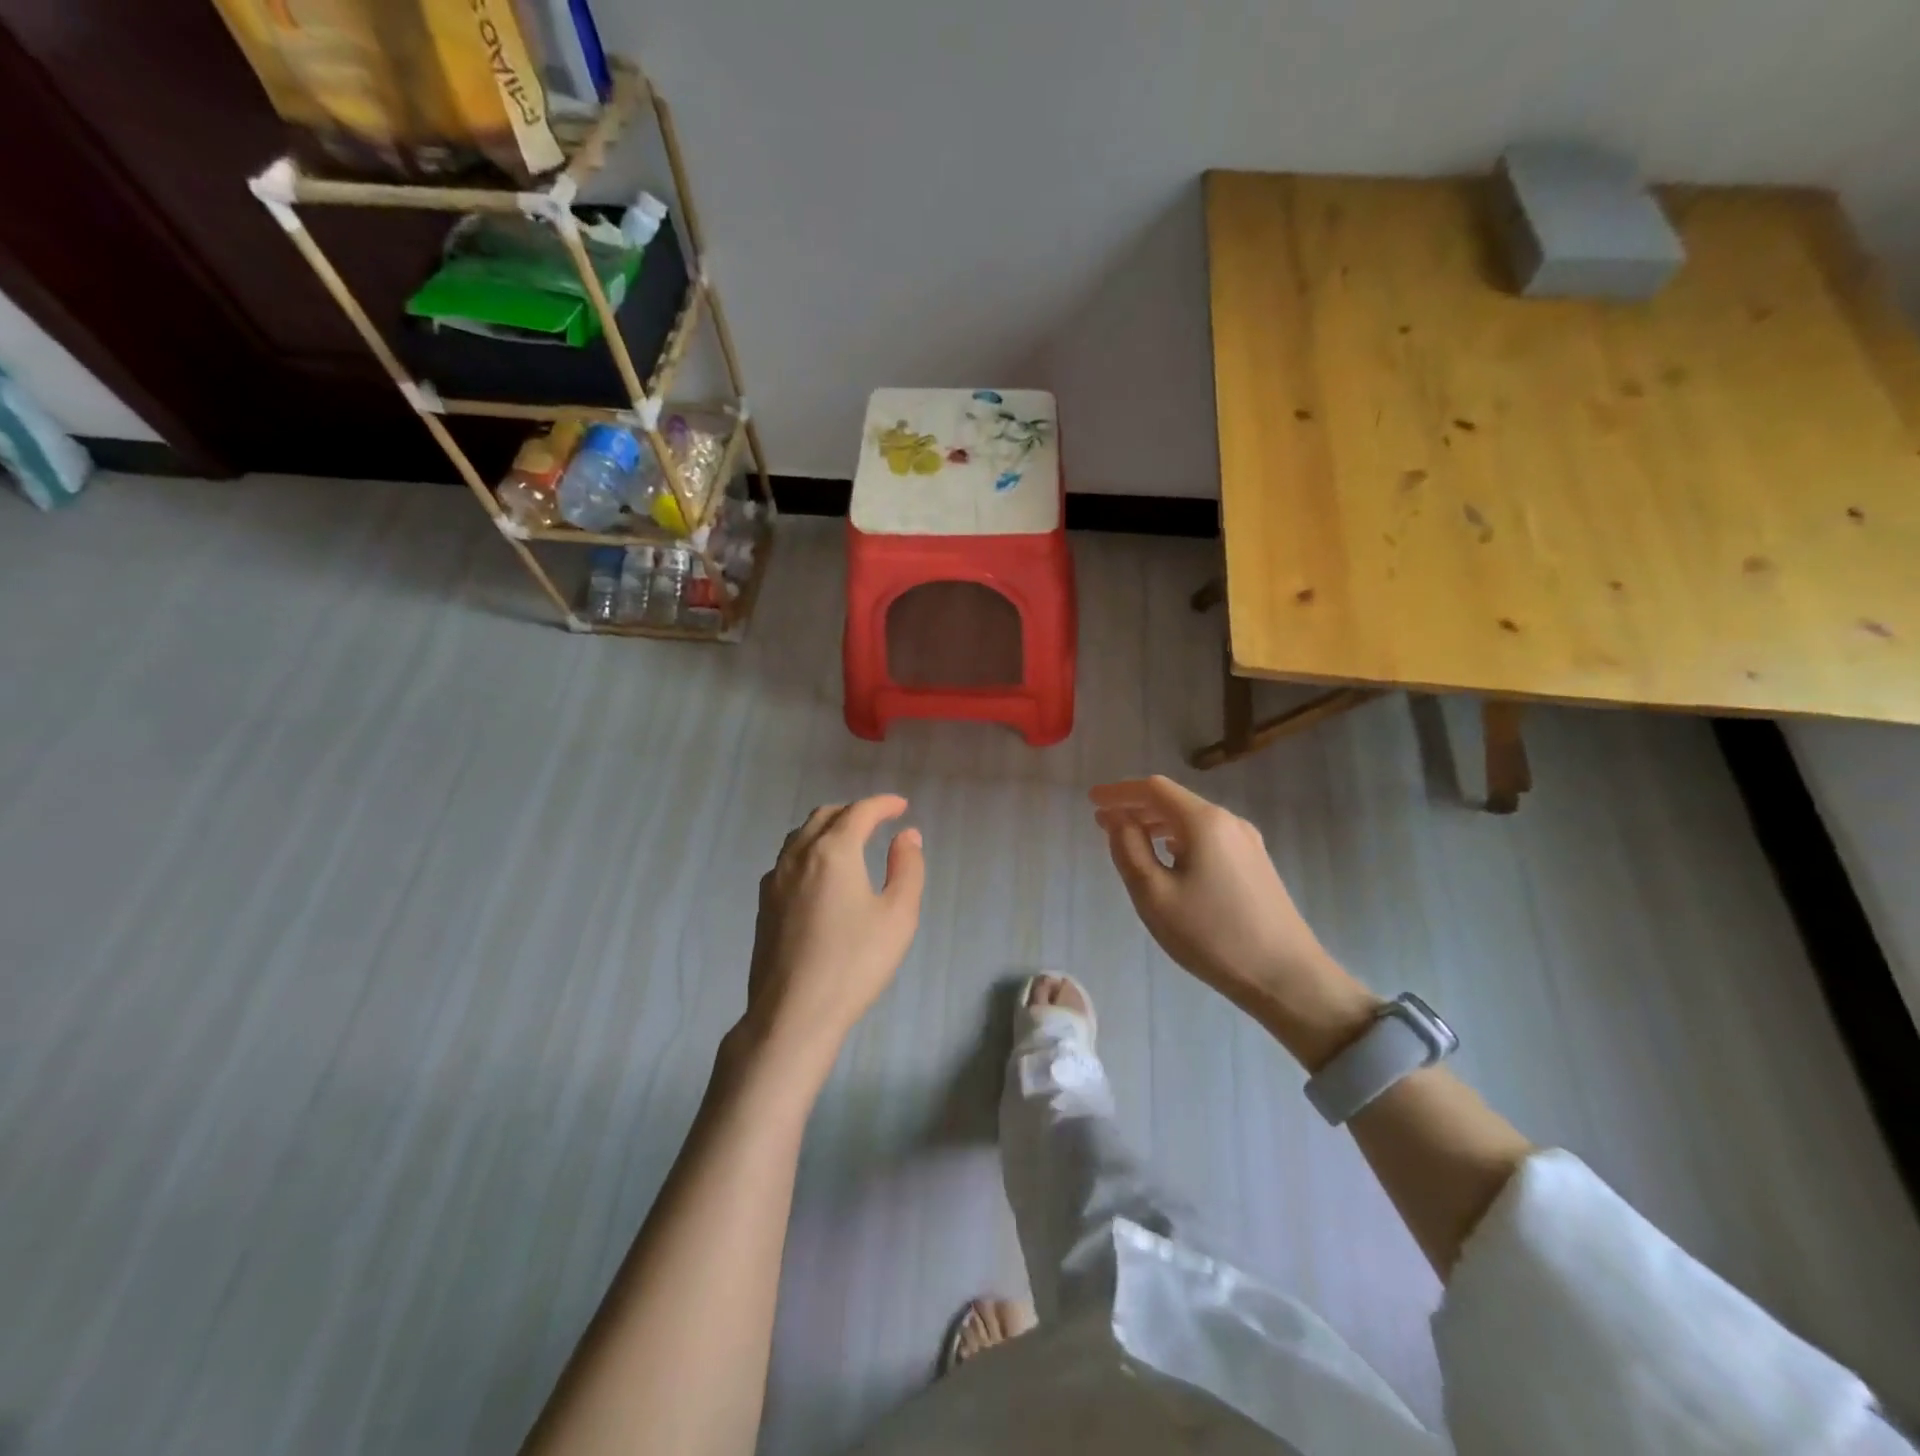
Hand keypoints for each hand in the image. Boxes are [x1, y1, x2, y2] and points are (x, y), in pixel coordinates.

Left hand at [740, 795, 925, 1072]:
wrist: (794, 1013)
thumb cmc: (855, 963)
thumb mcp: (898, 915)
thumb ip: (908, 868)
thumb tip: (907, 835)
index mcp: (833, 851)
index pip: (859, 811)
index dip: (883, 804)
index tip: (901, 806)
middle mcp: (798, 855)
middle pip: (825, 816)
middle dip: (853, 811)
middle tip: (877, 821)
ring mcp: (775, 880)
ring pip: (801, 836)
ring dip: (828, 827)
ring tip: (850, 841)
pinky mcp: (763, 904)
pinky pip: (788, 859)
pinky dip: (809, 850)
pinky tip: (820, 874)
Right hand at [1090, 776, 1376, 1066]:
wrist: (1286, 976)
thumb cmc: (1212, 935)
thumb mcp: (1155, 895)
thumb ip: (1129, 850)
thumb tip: (1117, 819)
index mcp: (1204, 822)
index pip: (1153, 789)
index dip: (1119, 791)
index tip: (1092, 800)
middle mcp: (1228, 821)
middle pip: (1174, 800)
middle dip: (1135, 806)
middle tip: (1103, 821)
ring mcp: (1247, 842)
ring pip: (1192, 819)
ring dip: (1156, 823)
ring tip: (1129, 838)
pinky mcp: (1255, 863)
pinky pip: (1207, 836)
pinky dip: (1178, 837)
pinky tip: (1168, 857)